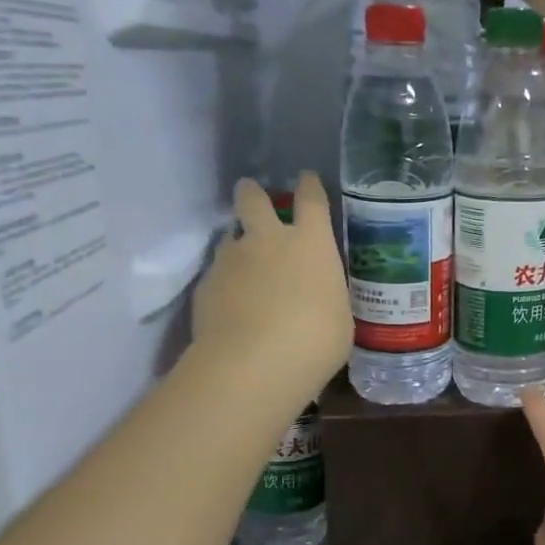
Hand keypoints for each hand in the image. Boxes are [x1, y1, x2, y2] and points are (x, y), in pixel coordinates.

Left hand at [189, 174, 351, 404]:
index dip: (309, 186)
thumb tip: (318, 296)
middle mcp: (268, 240)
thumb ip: (326, 295)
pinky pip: (216, 275)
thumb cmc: (316, 340)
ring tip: (243, 267)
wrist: (253, 364)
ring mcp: (231, 260)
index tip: (307, 179)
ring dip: (237, 246)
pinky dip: (224, 284)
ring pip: (229, 238)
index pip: (311, 199)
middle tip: (252, 195)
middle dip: (252, 193)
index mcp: (311, 243)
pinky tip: (230, 306)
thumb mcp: (339, 316)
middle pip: (253, 199)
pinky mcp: (205, 286)